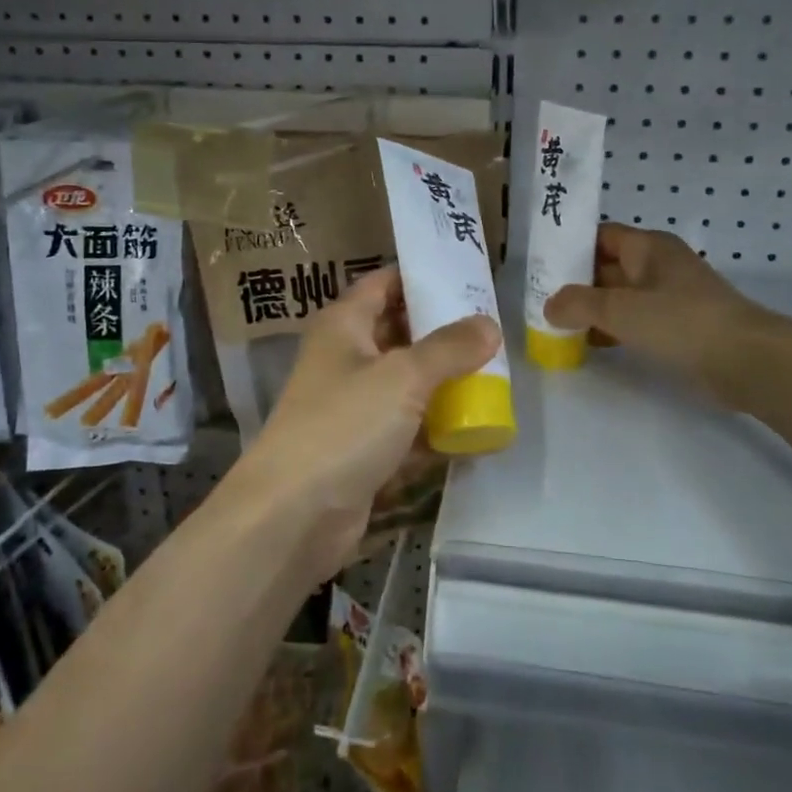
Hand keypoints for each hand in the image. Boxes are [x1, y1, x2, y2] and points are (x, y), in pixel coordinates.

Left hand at [225, 266, 499, 579]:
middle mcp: (346, 359)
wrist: (293, 515)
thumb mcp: (403, 377)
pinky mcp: (363, 449)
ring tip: (498, 375)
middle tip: (494, 328)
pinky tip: (477, 429)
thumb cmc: (344, 425)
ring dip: (444, 383)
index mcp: (344, 325)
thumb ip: (449, 348)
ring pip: (407, 384)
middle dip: (443, 332)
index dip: (421, 276)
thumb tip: (489, 324)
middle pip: (400, 333)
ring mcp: (353, 407)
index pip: (384, 283)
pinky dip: (436, 428)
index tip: (468, 277)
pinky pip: (407, 428)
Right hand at [544, 224, 781, 406]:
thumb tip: (549, 306)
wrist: (748, 360)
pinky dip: (612, 329)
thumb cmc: (682, 322)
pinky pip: (635, 320)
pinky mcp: (678, 326)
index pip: (599, 236)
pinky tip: (590, 345)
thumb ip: (578, 304)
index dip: (569, 247)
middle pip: (606, 266)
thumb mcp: (621, 309)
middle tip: (539, 301)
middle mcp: (658, 265)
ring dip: (592, 310)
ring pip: (619, 296)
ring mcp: (670, 296)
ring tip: (556, 327)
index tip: (540, 267)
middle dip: (575, 283)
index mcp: (648, 247)